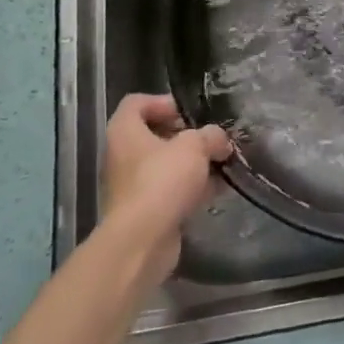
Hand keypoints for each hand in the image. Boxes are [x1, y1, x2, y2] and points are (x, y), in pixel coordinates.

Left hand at [100, 94, 232, 285]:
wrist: (142, 241)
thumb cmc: (162, 180)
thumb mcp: (194, 147)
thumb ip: (210, 136)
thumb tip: (219, 140)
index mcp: (124, 131)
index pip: (137, 103)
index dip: (163, 102)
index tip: (190, 112)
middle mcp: (122, 155)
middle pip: (154, 135)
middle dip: (186, 136)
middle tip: (211, 138)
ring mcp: (132, 186)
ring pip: (165, 165)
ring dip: (192, 164)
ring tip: (221, 163)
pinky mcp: (144, 211)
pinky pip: (170, 191)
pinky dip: (191, 189)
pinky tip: (218, 190)